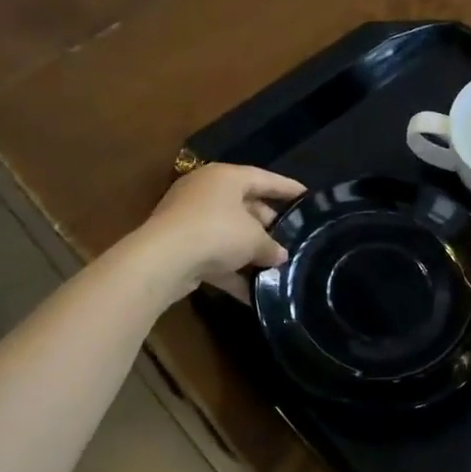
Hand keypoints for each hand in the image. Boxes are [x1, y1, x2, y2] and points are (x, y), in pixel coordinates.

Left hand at [133, 163, 303, 300]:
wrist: (163, 260)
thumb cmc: (217, 232)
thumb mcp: (254, 239)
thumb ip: (271, 246)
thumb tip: (281, 256)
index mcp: (226, 178)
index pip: (264, 178)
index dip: (287, 188)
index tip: (307, 196)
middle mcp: (206, 192)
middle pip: (245, 206)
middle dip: (268, 226)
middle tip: (291, 239)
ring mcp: (189, 219)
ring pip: (228, 233)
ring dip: (249, 252)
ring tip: (276, 267)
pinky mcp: (180, 246)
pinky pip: (213, 256)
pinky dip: (231, 272)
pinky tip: (253, 294)